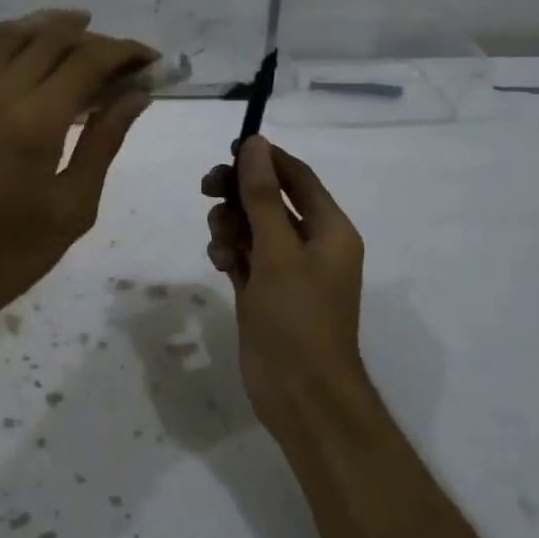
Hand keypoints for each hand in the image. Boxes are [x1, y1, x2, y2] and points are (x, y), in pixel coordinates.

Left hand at [0, 10, 155, 336]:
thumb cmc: (16, 252)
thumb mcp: (75, 205)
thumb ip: (104, 142)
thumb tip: (137, 95)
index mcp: (35, 123)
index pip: (87, 61)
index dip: (125, 52)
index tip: (151, 61)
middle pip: (51, 39)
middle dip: (95, 38)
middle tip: (123, 58)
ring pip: (7, 36)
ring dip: (46, 25)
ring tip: (80, 29)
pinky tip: (14, 45)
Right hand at [201, 136, 367, 436]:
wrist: (300, 393)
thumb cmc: (297, 317)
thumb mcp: (278, 251)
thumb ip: (262, 197)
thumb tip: (255, 144)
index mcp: (330, 230)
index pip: (298, 178)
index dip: (266, 159)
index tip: (228, 149)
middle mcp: (310, 245)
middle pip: (269, 200)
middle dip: (239, 193)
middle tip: (208, 189)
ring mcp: (285, 270)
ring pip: (250, 228)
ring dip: (230, 226)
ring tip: (220, 243)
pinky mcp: (263, 292)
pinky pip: (242, 256)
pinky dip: (228, 253)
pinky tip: (220, 264)